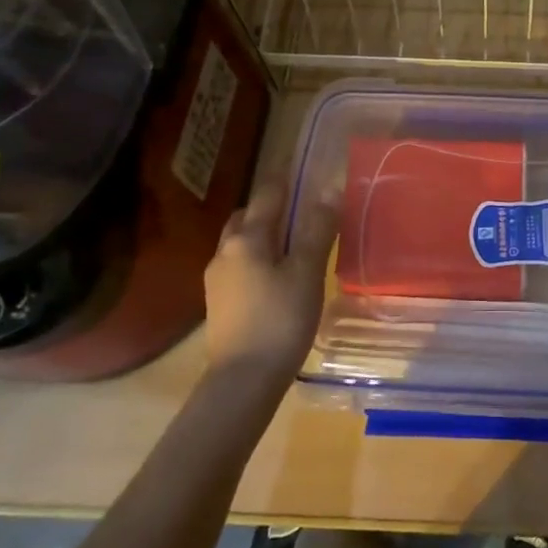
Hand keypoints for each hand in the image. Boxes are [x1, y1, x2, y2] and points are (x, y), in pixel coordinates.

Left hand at [203, 181, 340, 386]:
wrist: (242, 381)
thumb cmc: (280, 320)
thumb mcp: (307, 272)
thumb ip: (317, 228)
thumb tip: (330, 188)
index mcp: (247, 238)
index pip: (267, 194)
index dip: (286, 177)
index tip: (303, 165)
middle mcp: (225, 251)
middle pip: (247, 216)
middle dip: (271, 207)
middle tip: (302, 209)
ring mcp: (217, 278)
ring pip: (240, 242)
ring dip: (263, 234)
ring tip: (293, 244)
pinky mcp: (219, 302)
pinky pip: (240, 265)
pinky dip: (258, 258)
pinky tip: (277, 276)